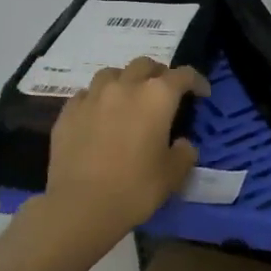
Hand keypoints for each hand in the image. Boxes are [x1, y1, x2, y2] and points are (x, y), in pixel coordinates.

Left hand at [43, 57, 210, 233]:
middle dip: (159, 73)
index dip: (196, 81)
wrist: (81, 206)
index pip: (182, 75)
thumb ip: (184, 153)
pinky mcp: (68, 112)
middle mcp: (124, 87)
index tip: (202, 93)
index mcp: (156, 97)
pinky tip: (99, 116)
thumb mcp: (173, 174)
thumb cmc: (135, 188)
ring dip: (125, 80)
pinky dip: (98, 99)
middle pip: (144, 65)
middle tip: (164, 92)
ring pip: (112, 73)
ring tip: (128, 98)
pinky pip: (86, 94)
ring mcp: (92, 97)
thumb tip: (181, 143)